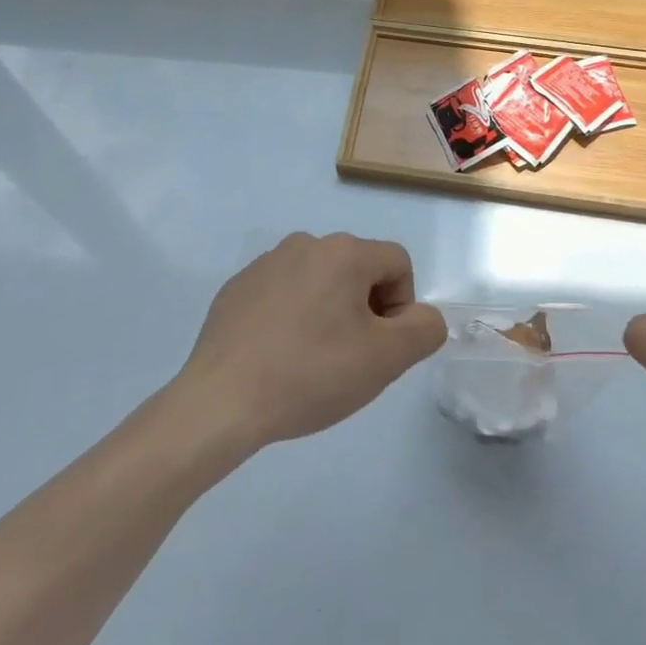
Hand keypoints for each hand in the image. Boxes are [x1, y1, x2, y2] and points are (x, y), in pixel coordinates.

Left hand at [176, 232, 445, 449]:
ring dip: (327, 314)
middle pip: (358, 271)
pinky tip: (277, 358)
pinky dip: (290, 319)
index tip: (378, 348)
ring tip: (310, 361)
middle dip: (364, 311)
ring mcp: (266, 263)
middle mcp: (305, 244)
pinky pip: (282, 295)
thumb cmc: (311, 374)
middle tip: (347, 359)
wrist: (221, 401)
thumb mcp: (386, 359)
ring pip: (319, 283)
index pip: (397, 264)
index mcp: (343, 251)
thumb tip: (421, 316)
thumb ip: (424, 329)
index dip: (401, 308)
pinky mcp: (237, 288)